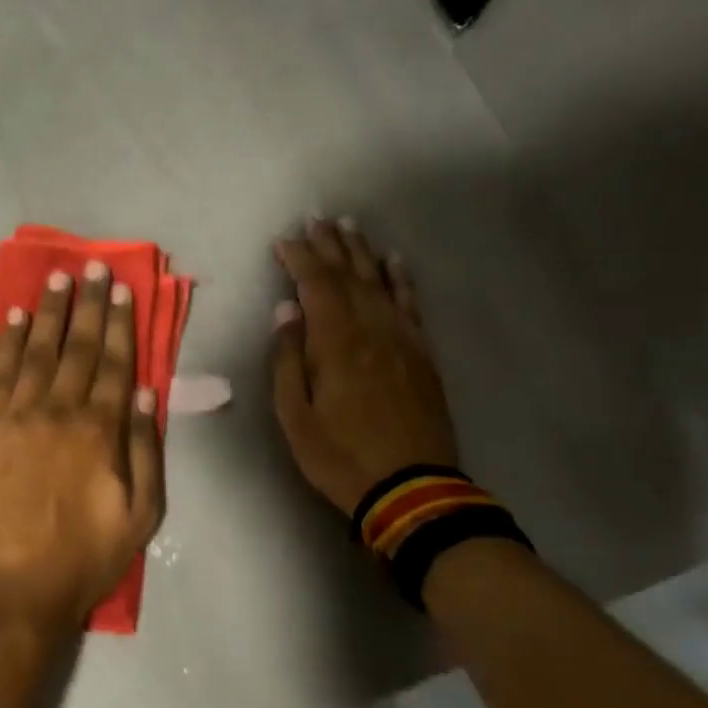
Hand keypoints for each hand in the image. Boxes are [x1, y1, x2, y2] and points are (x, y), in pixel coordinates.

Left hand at [0, 262, 165, 634]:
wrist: (11, 589)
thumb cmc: (84, 558)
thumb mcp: (141, 516)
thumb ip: (145, 450)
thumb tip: (146, 394)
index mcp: (100, 432)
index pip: (115, 363)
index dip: (120, 323)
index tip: (123, 288)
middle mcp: (59, 412)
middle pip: (77, 348)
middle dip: (88, 305)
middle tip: (93, 266)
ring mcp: (16, 418)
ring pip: (37, 352)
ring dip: (49, 313)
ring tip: (58, 280)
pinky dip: (8, 343)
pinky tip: (16, 319)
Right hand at [271, 219, 457, 515]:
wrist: (410, 488)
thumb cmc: (339, 455)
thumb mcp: (294, 416)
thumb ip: (288, 360)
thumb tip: (286, 312)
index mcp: (336, 343)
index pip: (316, 286)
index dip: (300, 258)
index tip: (284, 239)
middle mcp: (372, 330)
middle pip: (350, 276)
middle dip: (331, 245)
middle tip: (317, 219)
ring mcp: (402, 340)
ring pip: (381, 283)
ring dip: (363, 252)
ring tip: (350, 226)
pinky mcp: (422, 355)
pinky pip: (412, 305)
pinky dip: (402, 279)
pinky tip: (395, 262)